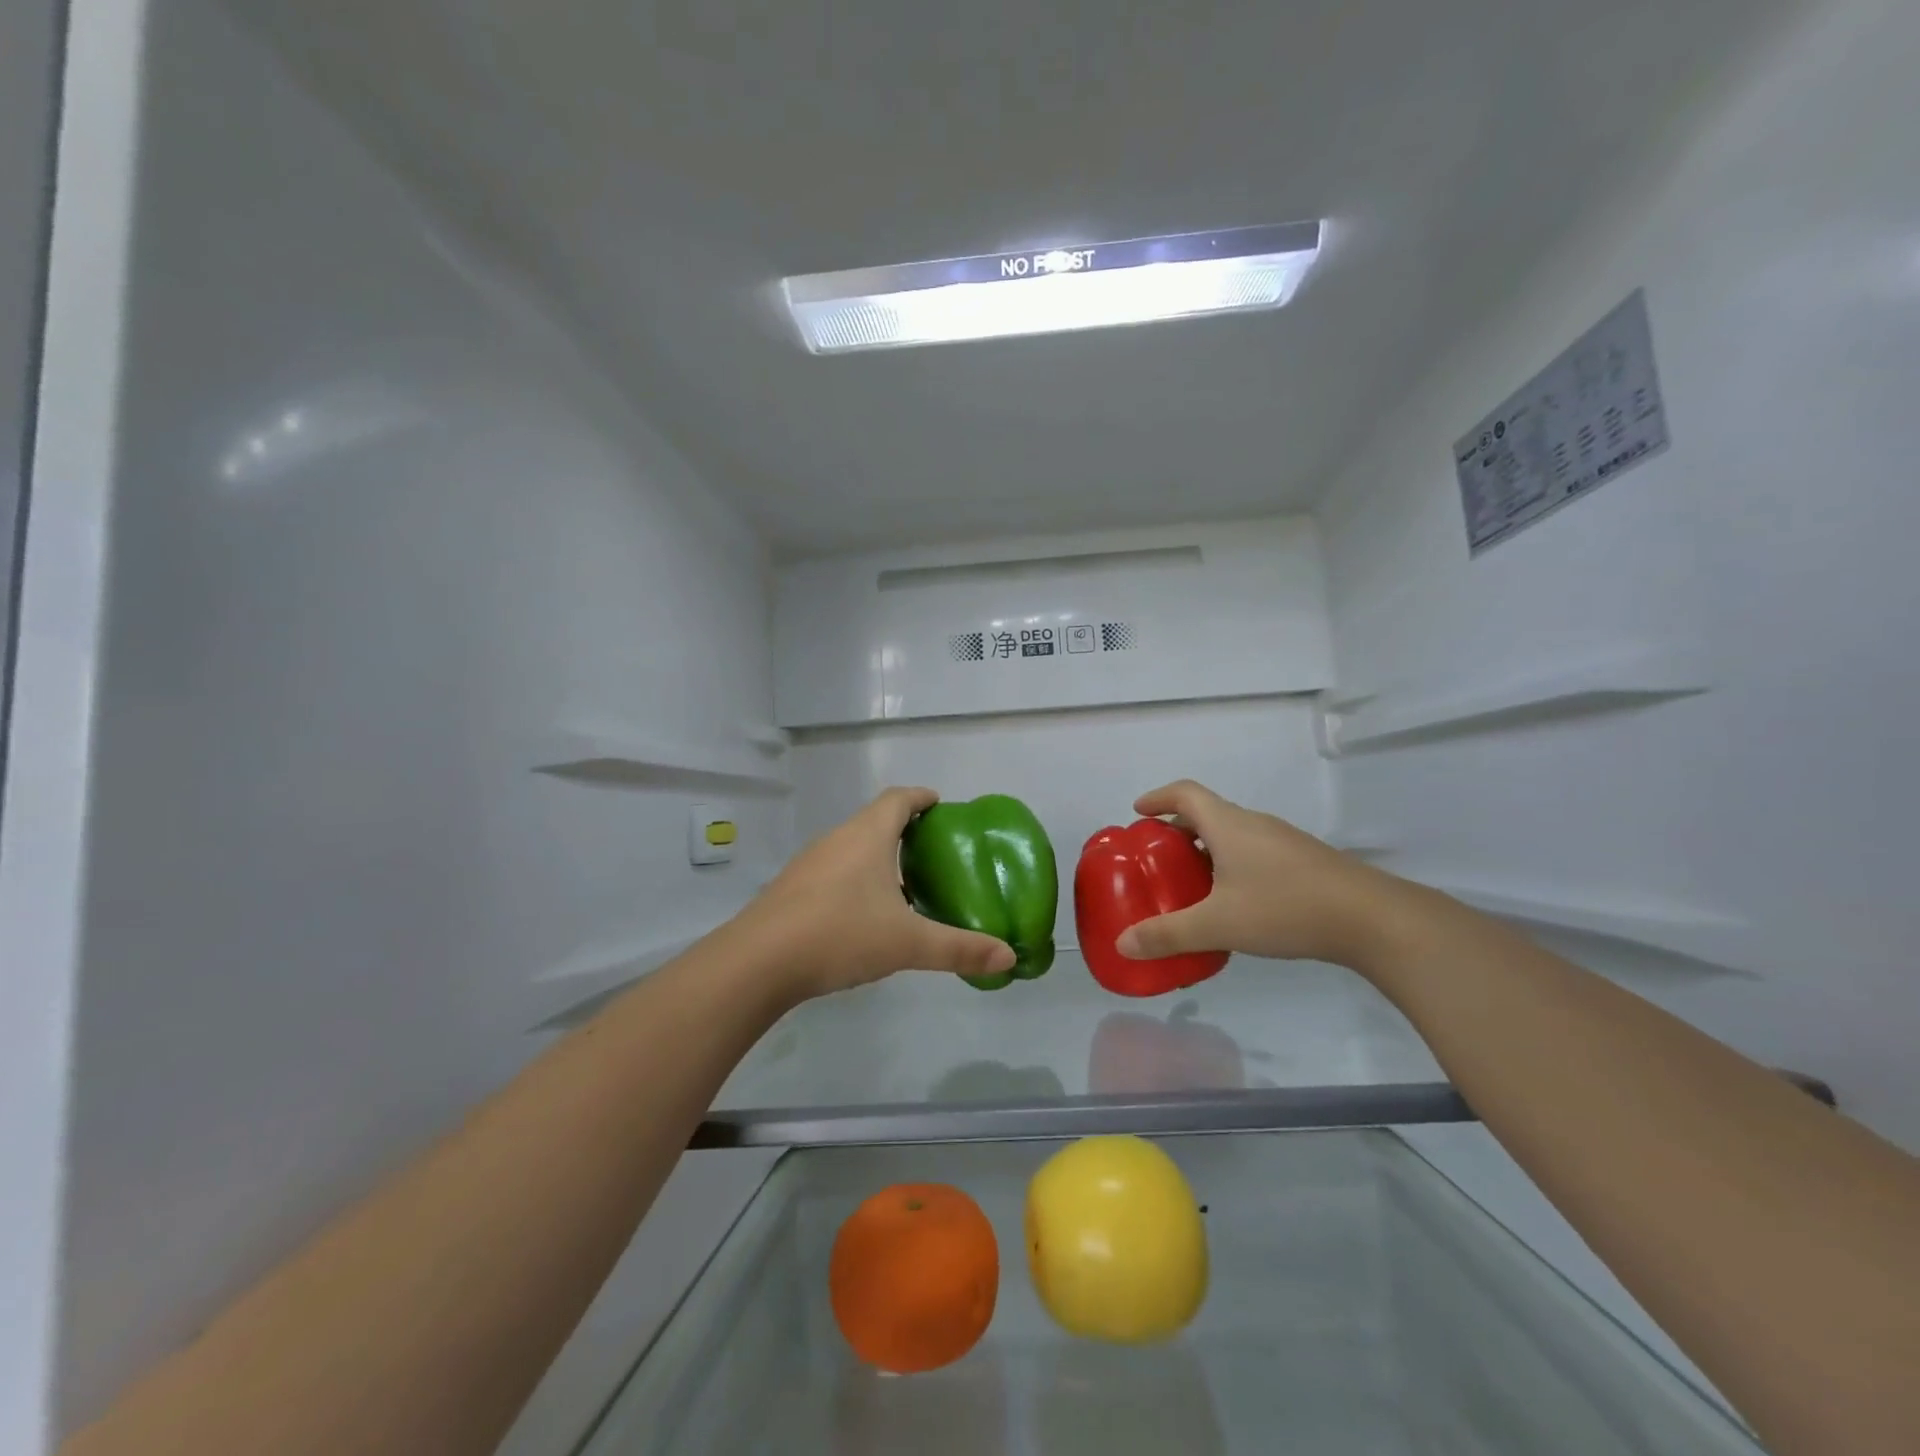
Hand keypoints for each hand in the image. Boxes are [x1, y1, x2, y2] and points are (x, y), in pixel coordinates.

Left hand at [735, 788, 1017, 1000]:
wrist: (757, 962)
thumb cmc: (840, 934)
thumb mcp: (908, 943)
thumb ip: (959, 948)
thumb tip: (1008, 955)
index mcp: (867, 836)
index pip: (898, 799)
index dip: (922, 797)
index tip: (940, 805)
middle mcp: (837, 839)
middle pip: (875, 820)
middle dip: (904, 829)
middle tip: (932, 851)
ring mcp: (810, 864)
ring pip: (853, 847)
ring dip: (879, 856)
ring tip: (904, 884)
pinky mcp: (792, 889)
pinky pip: (834, 871)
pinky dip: (856, 879)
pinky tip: (865, 913)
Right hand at [1115, 781, 1402, 968]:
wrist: (1371, 919)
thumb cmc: (1285, 908)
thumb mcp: (1218, 925)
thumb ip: (1168, 934)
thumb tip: (1122, 945)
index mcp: (1228, 825)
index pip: (1185, 793)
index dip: (1158, 798)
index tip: (1138, 812)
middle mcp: (1254, 824)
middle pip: (1207, 814)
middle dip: (1177, 831)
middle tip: (1157, 859)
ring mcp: (1283, 842)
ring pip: (1233, 835)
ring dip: (1206, 851)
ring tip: (1191, 885)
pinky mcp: (1304, 862)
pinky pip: (1254, 853)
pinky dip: (1232, 866)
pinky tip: (1235, 904)